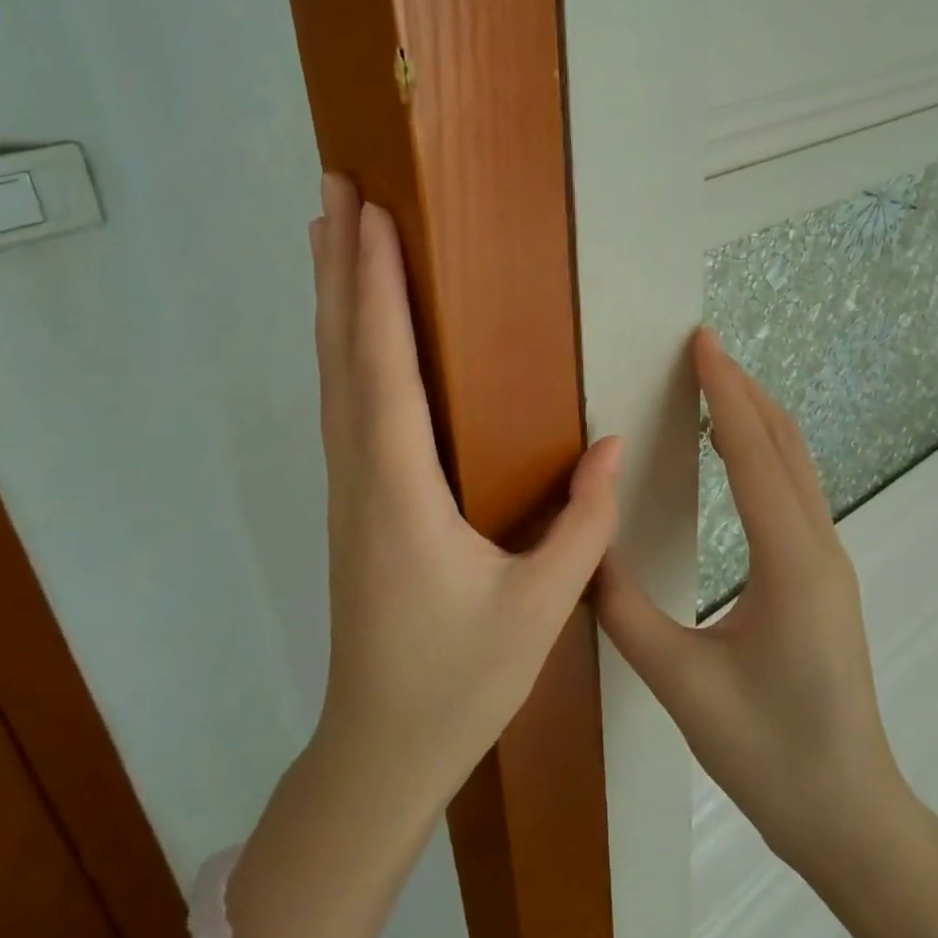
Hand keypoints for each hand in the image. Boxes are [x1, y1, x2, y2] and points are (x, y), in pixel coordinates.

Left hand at [308, 173, 619, 805]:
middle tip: (334, 187)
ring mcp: (349, 481)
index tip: (373, 215)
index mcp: (400, 489)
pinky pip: (343, 397)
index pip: (385, 366)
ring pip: (333, 368)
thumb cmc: (457, 682)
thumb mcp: (539, 608)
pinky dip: (344, 340)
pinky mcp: (353, 493)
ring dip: (333, 294)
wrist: (378, 750)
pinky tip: (351, 322)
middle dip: (340, 263)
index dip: (379, 285)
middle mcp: (360, 470)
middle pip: (343, 348)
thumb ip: (580, 522)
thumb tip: (609, 443)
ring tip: (329, 230)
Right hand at [594, 329, 917, 883]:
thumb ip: (625, 609)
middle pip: (783, 443)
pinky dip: (765, 447)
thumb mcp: (682, 686)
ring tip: (714, 383)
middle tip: (701, 348)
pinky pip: (797, 487)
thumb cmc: (769, 756)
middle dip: (742, 388)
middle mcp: (818, 546)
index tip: (702, 342)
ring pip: (797, 462)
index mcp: (790, 564)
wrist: (852, 817)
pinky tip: (735, 450)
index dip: (723, 392)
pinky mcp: (824, 574)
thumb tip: (586, 545)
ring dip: (757, 414)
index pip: (751, 452)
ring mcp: (829, 559)